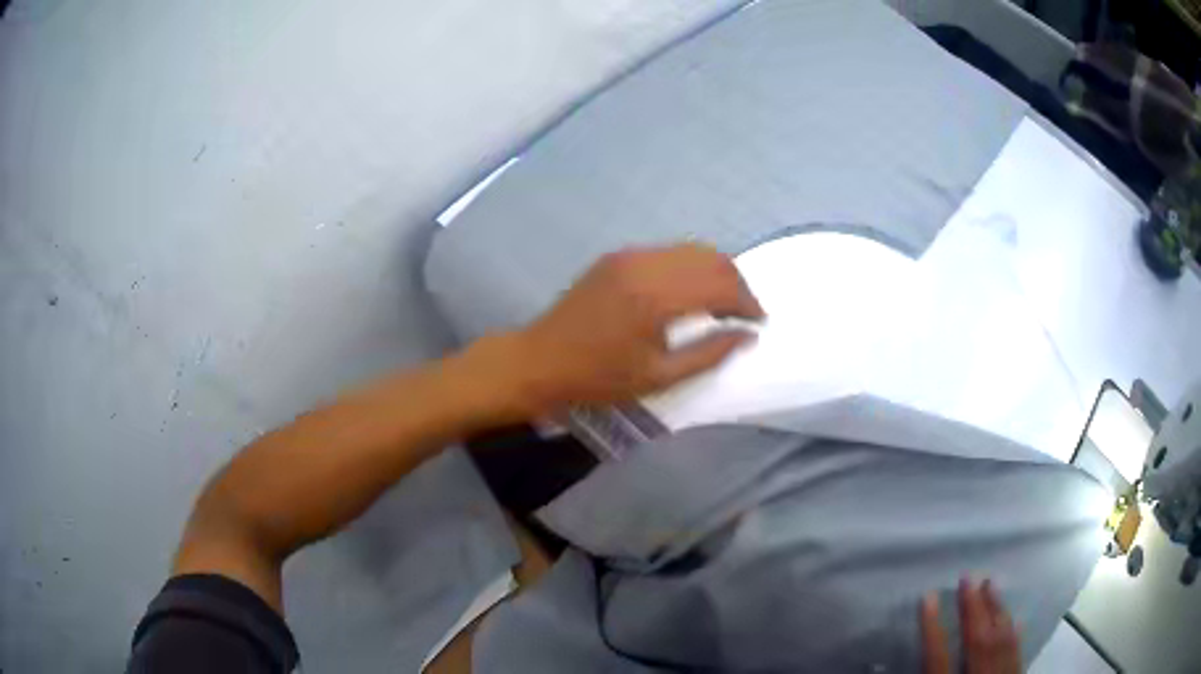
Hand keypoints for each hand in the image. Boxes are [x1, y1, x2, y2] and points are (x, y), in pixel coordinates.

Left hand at [499, 243, 763, 414]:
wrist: (539, 361)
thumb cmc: (597, 378)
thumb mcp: (658, 377)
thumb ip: (709, 353)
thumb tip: (748, 336)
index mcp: (656, 296)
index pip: (720, 285)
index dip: (746, 302)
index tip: (759, 321)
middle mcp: (645, 264)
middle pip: (710, 258)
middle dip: (736, 283)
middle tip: (744, 313)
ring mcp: (629, 255)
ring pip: (690, 250)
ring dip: (714, 272)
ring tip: (722, 303)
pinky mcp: (617, 256)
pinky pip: (667, 253)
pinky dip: (689, 267)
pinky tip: (689, 292)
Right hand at [922, 578, 1021, 673]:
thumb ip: (929, 670)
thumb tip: (901, 662)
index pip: (937, 656)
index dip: (931, 626)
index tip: (927, 596)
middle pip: (977, 639)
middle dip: (972, 608)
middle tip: (968, 575)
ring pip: (1001, 640)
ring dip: (996, 611)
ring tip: (991, 583)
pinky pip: (1017, 652)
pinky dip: (1015, 634)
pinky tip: (1015, 618)